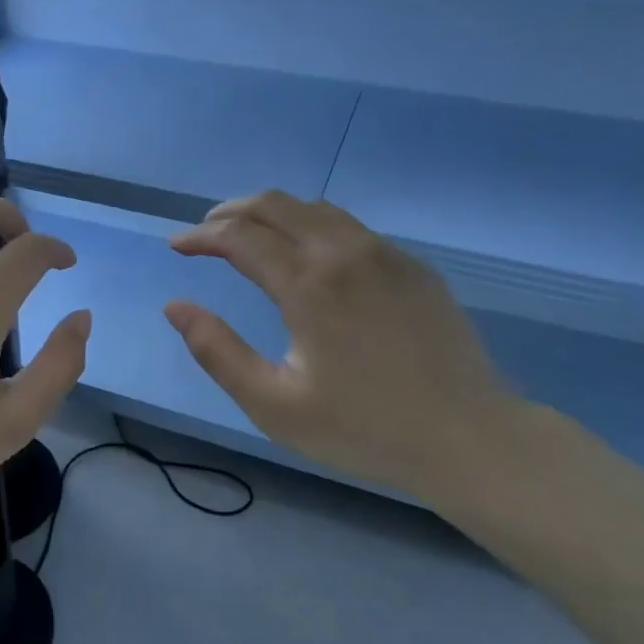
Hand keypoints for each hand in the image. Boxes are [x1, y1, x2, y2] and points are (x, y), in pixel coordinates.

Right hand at [165, 191, 523, 504]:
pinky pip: (349, 226)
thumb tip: (175, 305)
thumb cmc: (363, 429)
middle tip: (205, 231)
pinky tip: (306, 253)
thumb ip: (217, 351)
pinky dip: (311, 225)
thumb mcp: (274, 405)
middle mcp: (344, 252)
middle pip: (276, 205)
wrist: (468, 438)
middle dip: (231, 211)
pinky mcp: (412, 266)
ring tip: (248, 233)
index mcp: (308, 285)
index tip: (176, 245)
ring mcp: (384, 254)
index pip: (240, 237)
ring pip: (315, 208)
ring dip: (271, 212)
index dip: (201, 236)